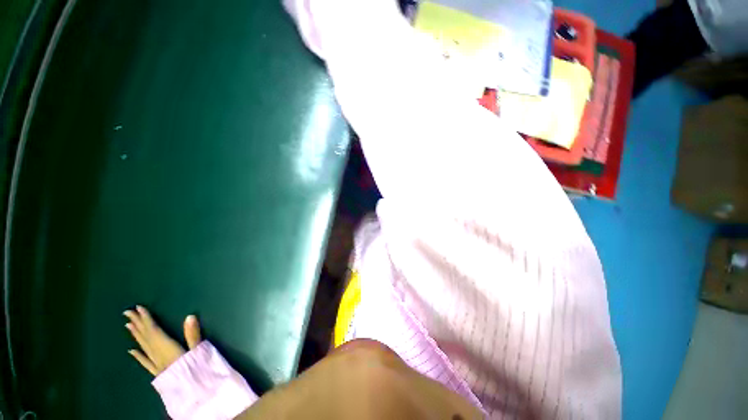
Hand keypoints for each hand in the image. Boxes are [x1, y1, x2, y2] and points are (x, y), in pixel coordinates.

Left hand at [124, 305, 201, 375]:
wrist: (193, 392)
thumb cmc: (196, 368)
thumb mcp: (197, 350)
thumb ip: (193, 334)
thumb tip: (190, 316)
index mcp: (166, 347)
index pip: (153, 330)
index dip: (146, 319)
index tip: (139, 308)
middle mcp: (157, 354)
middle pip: (146, 337)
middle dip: (137, 324)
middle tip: (127, 312)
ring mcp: (156, 364)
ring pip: (143, 347)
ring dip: (136, 336)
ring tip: (128, 325)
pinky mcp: (158, 371)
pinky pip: (145, 362)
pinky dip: (138, 356)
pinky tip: (131, 351)